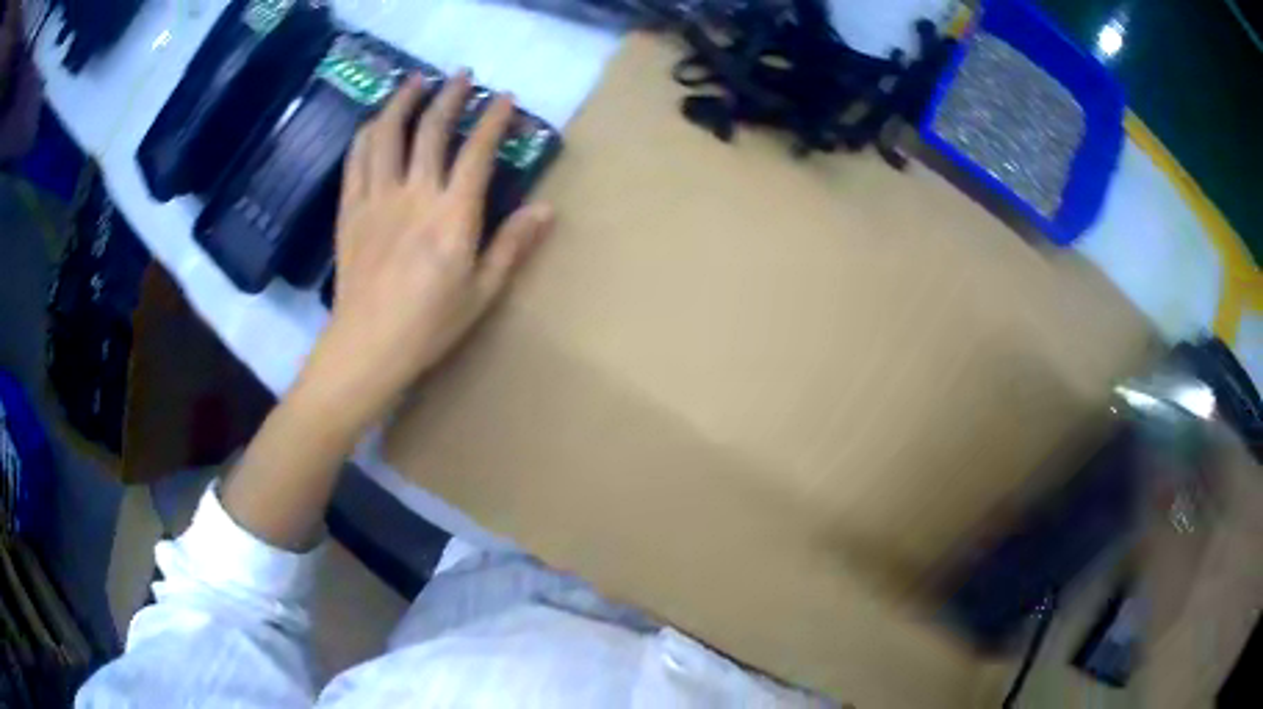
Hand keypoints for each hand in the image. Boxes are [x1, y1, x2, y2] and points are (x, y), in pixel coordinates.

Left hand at [300, 71, 553, 432]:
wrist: (367, 347)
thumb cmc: (429, 326)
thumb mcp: (482, 292)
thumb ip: (512, 246)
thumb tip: (547, 210)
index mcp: (452, 216)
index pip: (477, 152)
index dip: (494, 120)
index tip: (505, 98)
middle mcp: (414, 195)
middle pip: (432, 130)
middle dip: (450, 96)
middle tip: (462, 76)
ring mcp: (377, 199)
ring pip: (387, 135)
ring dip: (403, 102)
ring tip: (415, 82)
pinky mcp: (350, 210)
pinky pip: (356, 160)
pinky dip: (368, 134)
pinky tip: (375, 121)